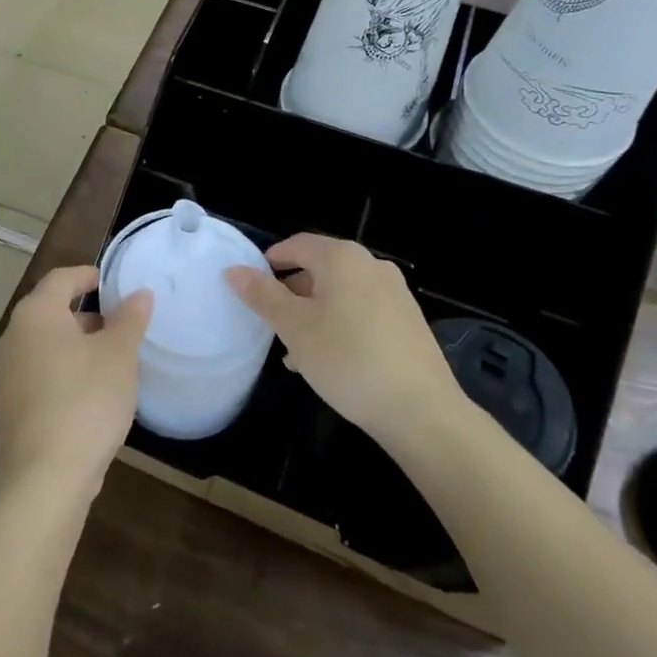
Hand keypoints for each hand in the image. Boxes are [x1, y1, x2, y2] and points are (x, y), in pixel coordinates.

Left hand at [0, 266, 152, 500]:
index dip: (87, 275)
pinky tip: (90, 393)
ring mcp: (6, 374)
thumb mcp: (119, 355)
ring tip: (110, 359)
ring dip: (75, 345)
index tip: (110, 281)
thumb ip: (130, 319)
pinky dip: (63, 371)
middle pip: (50, 311)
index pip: (61, 279)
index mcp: (36, 314)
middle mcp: (13, 337)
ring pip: (45, 345)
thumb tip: (139, 294)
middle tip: (118, 323)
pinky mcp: (10, 407)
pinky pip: (40, 374)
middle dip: (85, 314)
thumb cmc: (86, 400)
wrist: (46, 476)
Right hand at [225, 234, 459, 445]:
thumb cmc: (347, 358)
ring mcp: (395, 294)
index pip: (296, 245)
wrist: (421, 411)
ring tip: (295, 351)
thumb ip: (262, 295)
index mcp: (342, 258)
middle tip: (271, 324)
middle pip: (320, 269)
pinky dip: (340, 326)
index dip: (270, 262)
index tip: (251, 289)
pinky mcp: (409, 323)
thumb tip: (234, 270)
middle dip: (292, 294)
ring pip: (340, 295)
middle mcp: (372, 265)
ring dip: (314, 314)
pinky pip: (362, 313)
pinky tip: (328, 362)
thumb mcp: (294, 327)